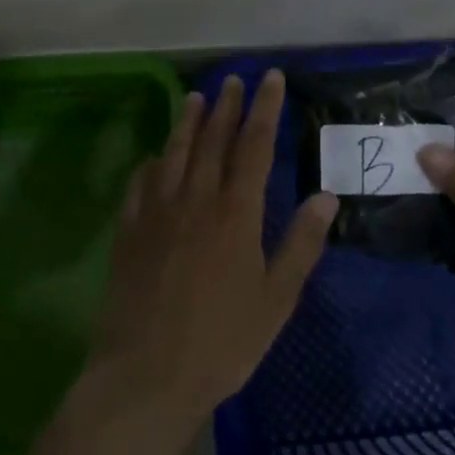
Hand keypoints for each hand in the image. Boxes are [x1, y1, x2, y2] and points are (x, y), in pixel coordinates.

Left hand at [88, 71, 337, 433]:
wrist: (147, 375)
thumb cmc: (222, 341)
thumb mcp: (276, 299)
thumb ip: (301, 244)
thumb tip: (326, 195)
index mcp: (236, 213)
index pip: (254, 145)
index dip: (264, 108)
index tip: (270, 79)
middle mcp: (196, 199)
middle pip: (213, 140)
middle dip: (227, 106)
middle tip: (234, 79)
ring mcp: (157, 212)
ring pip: (174, 153)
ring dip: (187, 122)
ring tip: (195, 97)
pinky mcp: (129, 231)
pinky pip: (140, 184)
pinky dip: (151, 164)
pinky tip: (153, 158)